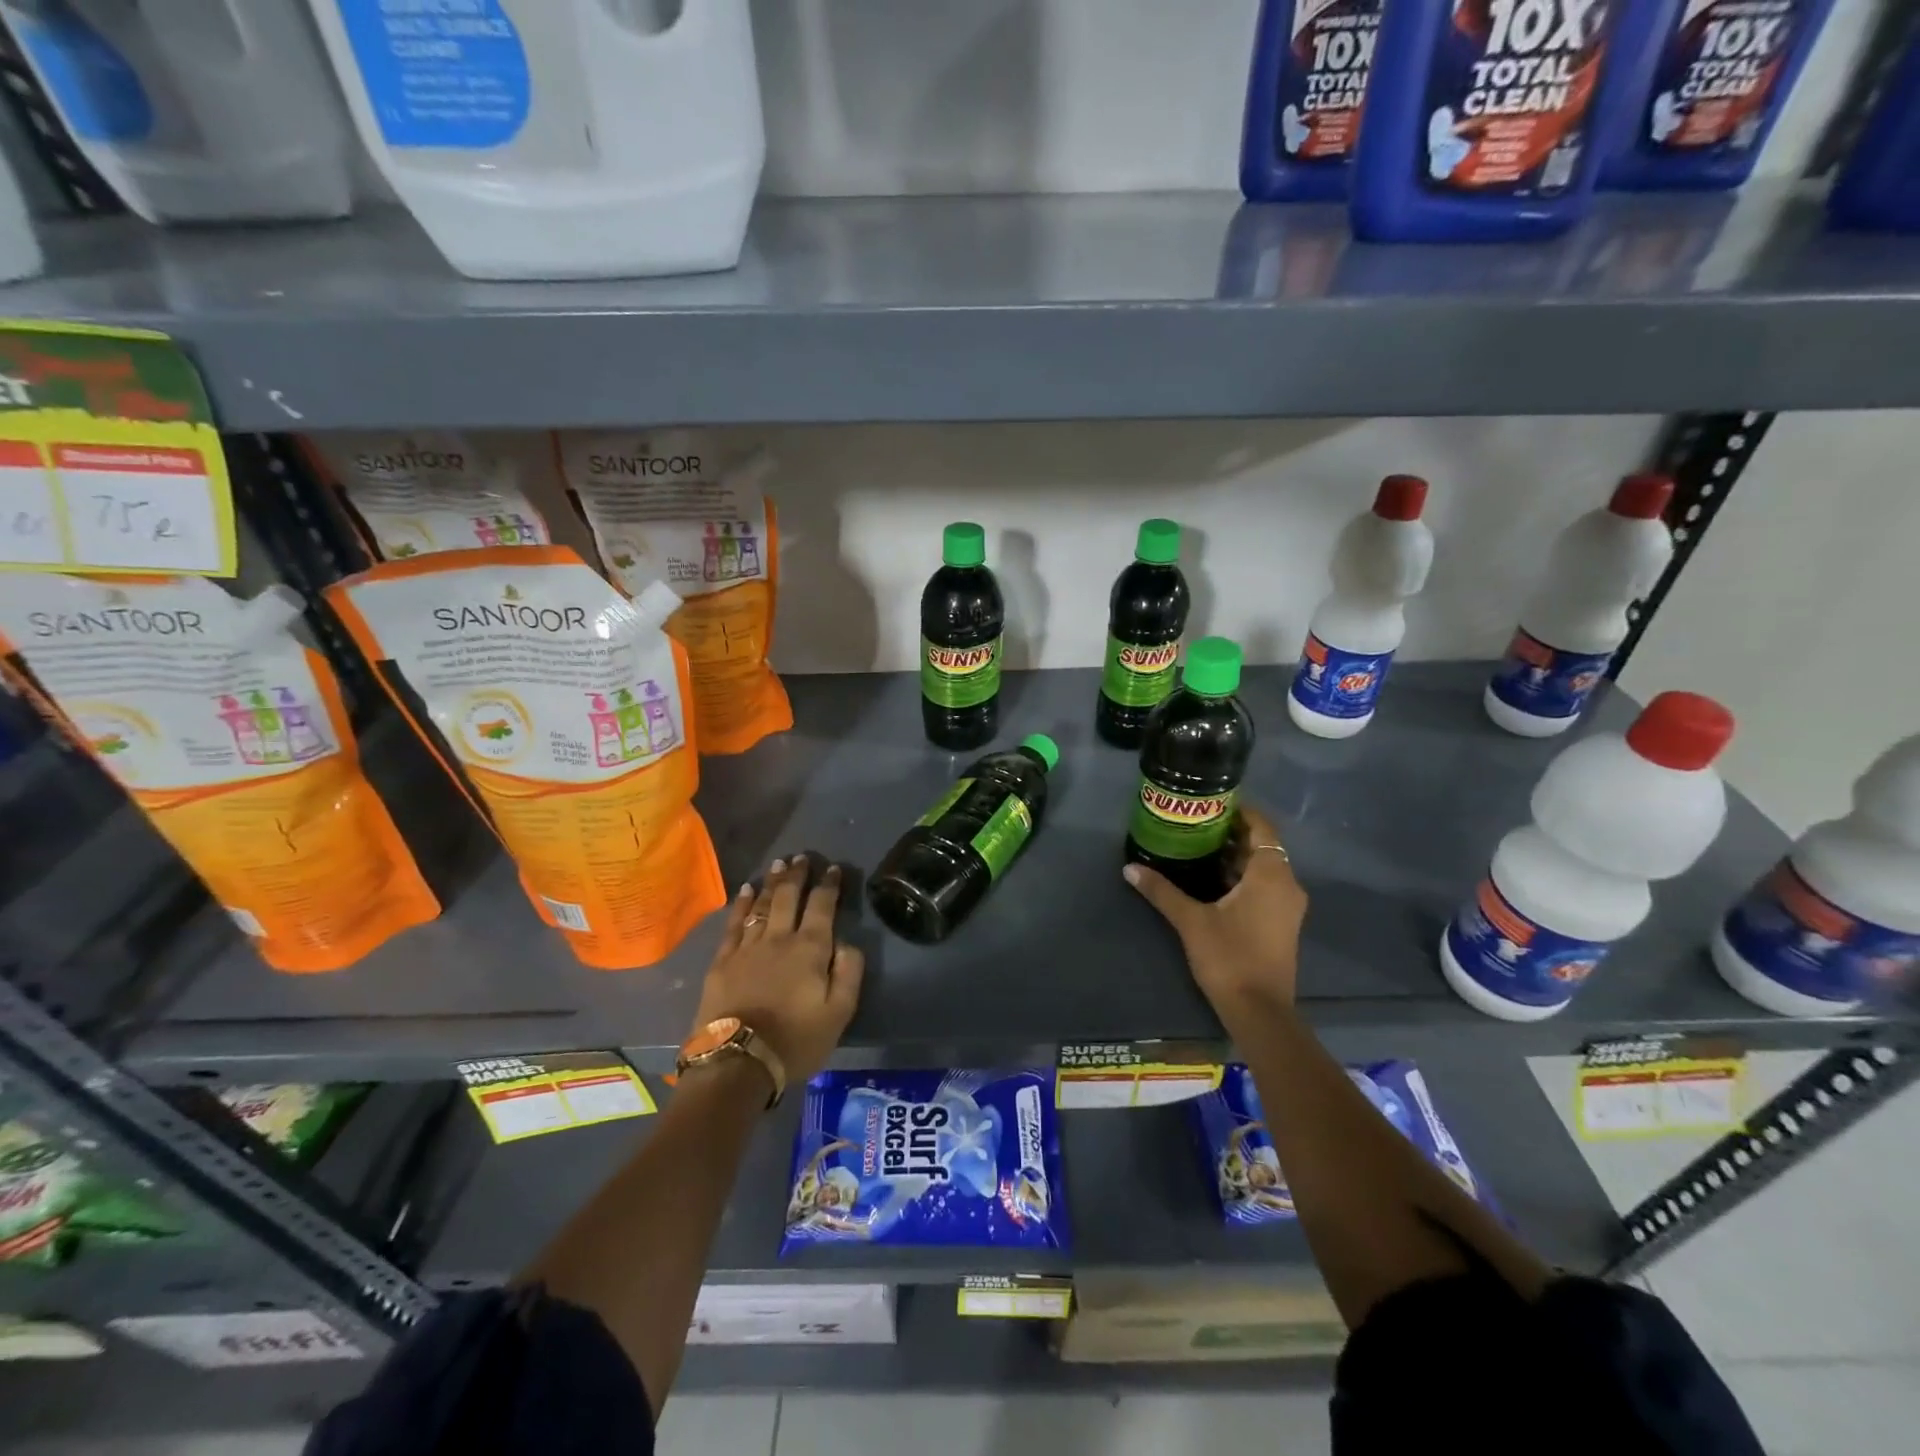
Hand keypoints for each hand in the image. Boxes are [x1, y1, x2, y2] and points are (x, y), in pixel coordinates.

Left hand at [690, 854, 865, 1087]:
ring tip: (778, 864)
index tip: (833, 869)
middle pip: (789, 897)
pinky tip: (745, 890)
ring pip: (761, 904)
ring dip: (772, 882)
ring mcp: (748, 947)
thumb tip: (846, 943)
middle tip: (802, 856)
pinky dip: (741, 903)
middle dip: (797, 874)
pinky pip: (734, 923)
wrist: (737, 1063)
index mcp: (811, 948)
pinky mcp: (723, 960)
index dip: (829, 885)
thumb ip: (849, 972)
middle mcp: (779, 938)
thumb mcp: (839, 1013)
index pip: (823, 906)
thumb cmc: (795, 1041)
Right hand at [1124, 805, 1306, 1031]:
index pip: (1262, 827)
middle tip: (1195, 824)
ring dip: (1235, 857)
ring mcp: (1287, 906)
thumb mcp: (1190, 920)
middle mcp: (1286, 884)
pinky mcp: (1282, 924)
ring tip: (1197, 848)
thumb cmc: (1229, 957)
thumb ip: (1161, 890)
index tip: (1211, 803)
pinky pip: (1264, 886)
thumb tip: (1130, 867)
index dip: (1239, 812)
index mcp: (1271, 874)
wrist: (1259, 1011)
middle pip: (1262, 846)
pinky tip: (1210, 881)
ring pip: (1263, 868)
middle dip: (1230, 834)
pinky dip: (1242, 877)